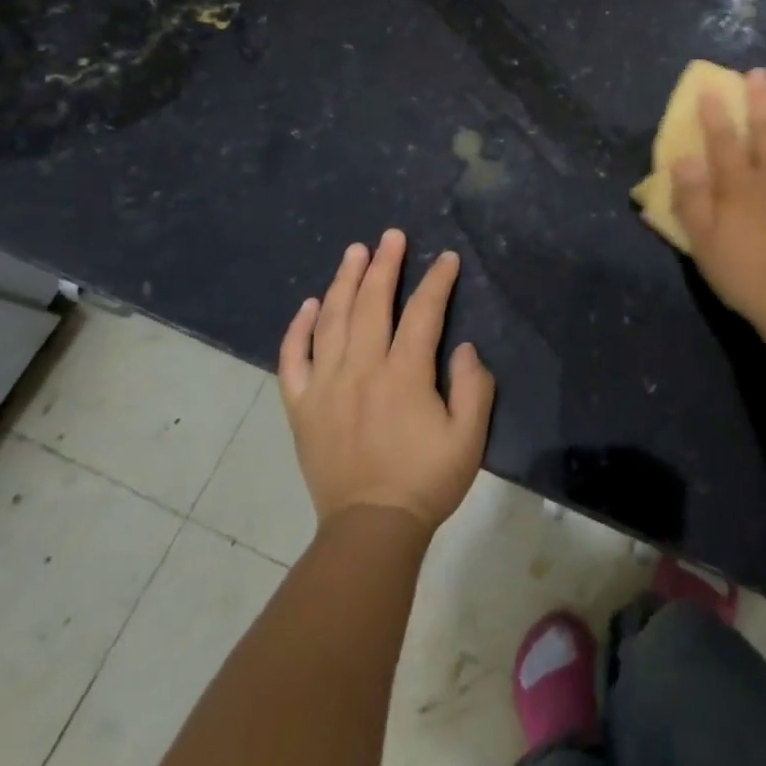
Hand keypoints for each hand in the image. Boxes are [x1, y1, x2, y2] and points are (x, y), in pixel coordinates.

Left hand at [278, 230, 494, 533]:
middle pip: (372, 303)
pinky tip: (310, 304)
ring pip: (332, 320)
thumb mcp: (469, 438)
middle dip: (385, 264)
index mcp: (404, 375)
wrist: (370, 529)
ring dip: (344, 281)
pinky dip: (298, 328)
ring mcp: (325, 386)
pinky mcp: (301, 406)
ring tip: (354, 252)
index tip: (447, 259)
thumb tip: (463, 348)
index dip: (437, 281)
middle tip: (391, 236)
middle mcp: (361, 369)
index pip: (423, 312)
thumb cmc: (426, 481)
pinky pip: (292, 359)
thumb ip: (474, 387)